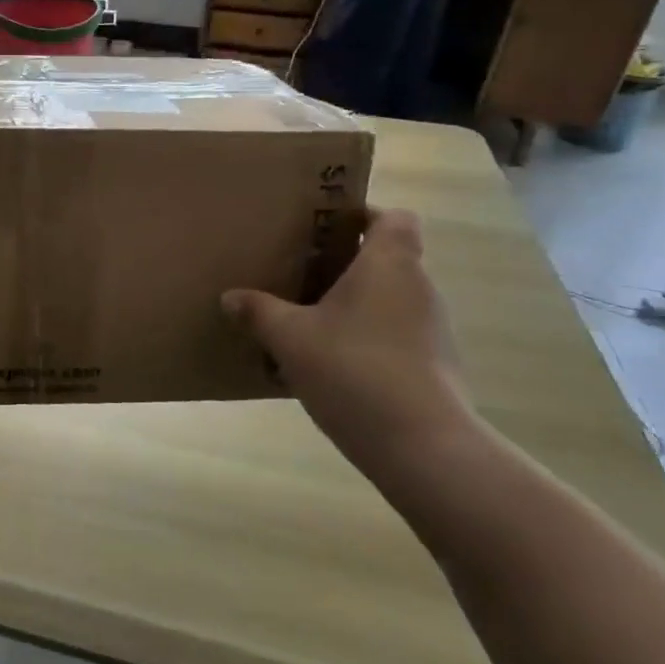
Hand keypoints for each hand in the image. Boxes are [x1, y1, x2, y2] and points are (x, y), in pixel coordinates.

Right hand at [221, 211, 477, 478]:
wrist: (423, 448)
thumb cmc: (354, 370)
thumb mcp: (290, 338)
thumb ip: (258, 312)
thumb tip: (230, 297)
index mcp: (389, 264)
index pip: (394, 217)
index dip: (364, 215)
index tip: (326, 228)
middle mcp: (418, 288)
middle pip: (387, 258)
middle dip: (346, 263)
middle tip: (301, 272)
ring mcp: (432, 330)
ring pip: (389, 299)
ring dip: (355, 304)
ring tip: (310, 320)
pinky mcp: (434, 367)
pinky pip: (395, 335)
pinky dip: (367, 338)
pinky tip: (332, 363)